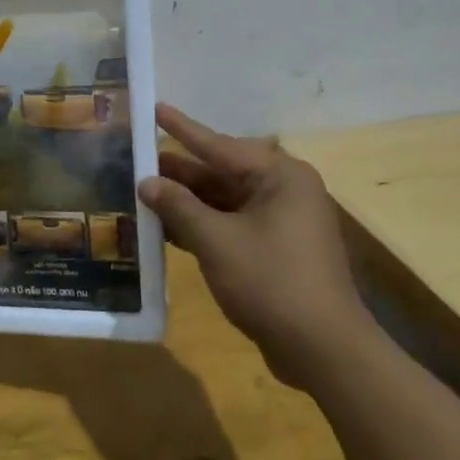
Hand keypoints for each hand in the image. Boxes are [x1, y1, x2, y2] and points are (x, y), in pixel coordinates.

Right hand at [138, 104, 373, 389]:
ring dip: (186, 201)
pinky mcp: (275, 250)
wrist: (323, 350)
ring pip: (223, 201)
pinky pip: (230, 225)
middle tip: (136, 159)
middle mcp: (283, 191)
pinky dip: (200, 225)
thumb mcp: (216, 240)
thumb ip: (178, 206)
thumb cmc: (270, 282)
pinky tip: (165, 228)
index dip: (182, 128)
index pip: (219, 144)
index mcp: (279, 177)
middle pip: (220, 173)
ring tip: (141, 192)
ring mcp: (280, 222)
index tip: (154, 108)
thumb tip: (147, 182)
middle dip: (178, 171)